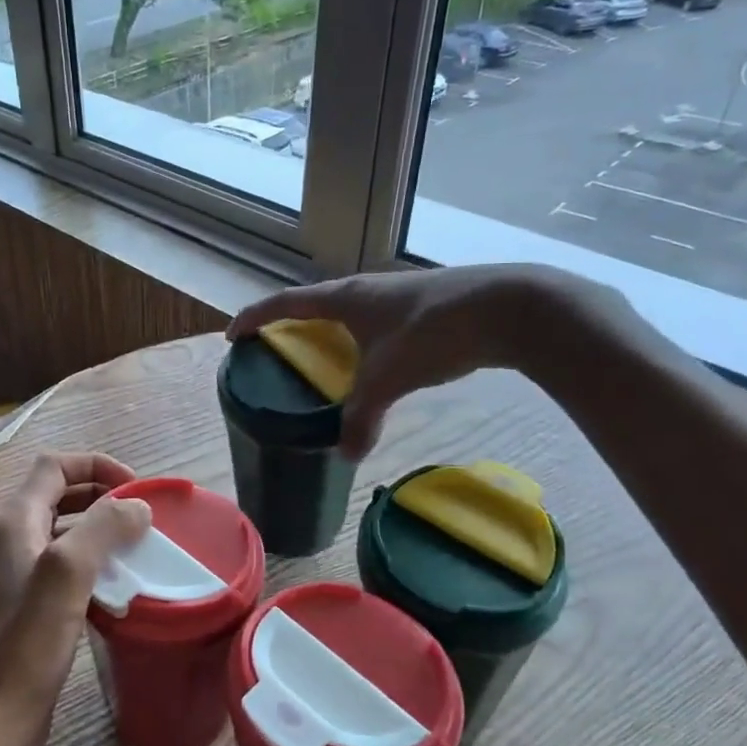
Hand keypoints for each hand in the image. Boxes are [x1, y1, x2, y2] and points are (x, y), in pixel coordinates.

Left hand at [0, 453, 151, 745]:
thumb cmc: (26, 646)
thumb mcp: (66, 575)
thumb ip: (101, 530)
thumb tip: (138, 506)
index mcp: (18, 521)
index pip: (56, 465)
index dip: (96, 465)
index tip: (136, 488)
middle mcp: (18, 539)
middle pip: (63, 492)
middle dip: (104, 492)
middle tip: (144, 514)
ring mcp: (26, 573)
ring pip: (69, 529)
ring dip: (103, 527)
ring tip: (141, 545)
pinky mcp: (37, 604)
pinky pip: (72, 565)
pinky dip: (99, 561)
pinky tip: (123, 583)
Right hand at [228, 264, 594, 458]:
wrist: (512, 308)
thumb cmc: (436, 332)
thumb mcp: (390, 379)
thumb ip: (363, 418)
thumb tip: (346, 456)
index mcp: (346, 298)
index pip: (285, 303)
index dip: (255, 318)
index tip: (233, 335)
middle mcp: (366, 289)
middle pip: (314, 303)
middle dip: (290, 324)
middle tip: (276, 350)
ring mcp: (397, 295)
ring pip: (349, 312)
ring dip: (329, 332)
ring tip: (322, 360)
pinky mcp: (425, 305)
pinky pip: (376, 321)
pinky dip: (361, 340)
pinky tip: (374, 364)